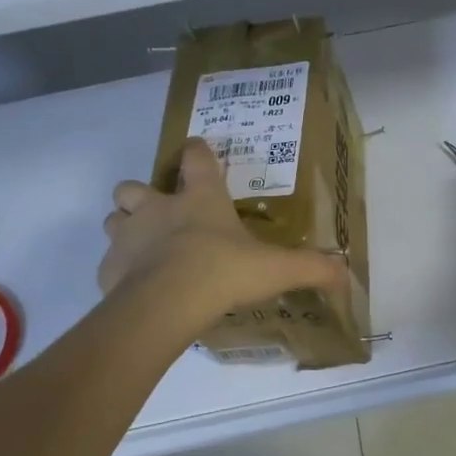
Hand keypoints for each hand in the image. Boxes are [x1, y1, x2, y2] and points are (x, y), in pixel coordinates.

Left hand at [99, 138, 345, 315]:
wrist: (167, 303)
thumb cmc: (223, 271)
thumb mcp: (277, 269)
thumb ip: (312, 268)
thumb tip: (347, 274)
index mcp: (199, 199)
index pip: (195, 157)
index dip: (197, 152)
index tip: (198, 152)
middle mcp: (157, 208)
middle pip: (133, 186)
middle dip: (141, 195)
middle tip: (161, 215)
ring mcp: (127, 236)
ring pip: (113, 219)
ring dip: (125, 228)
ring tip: (145, 251)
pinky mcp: (108, 268)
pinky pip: (109, 263)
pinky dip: (120, 271)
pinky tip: (138, 289)